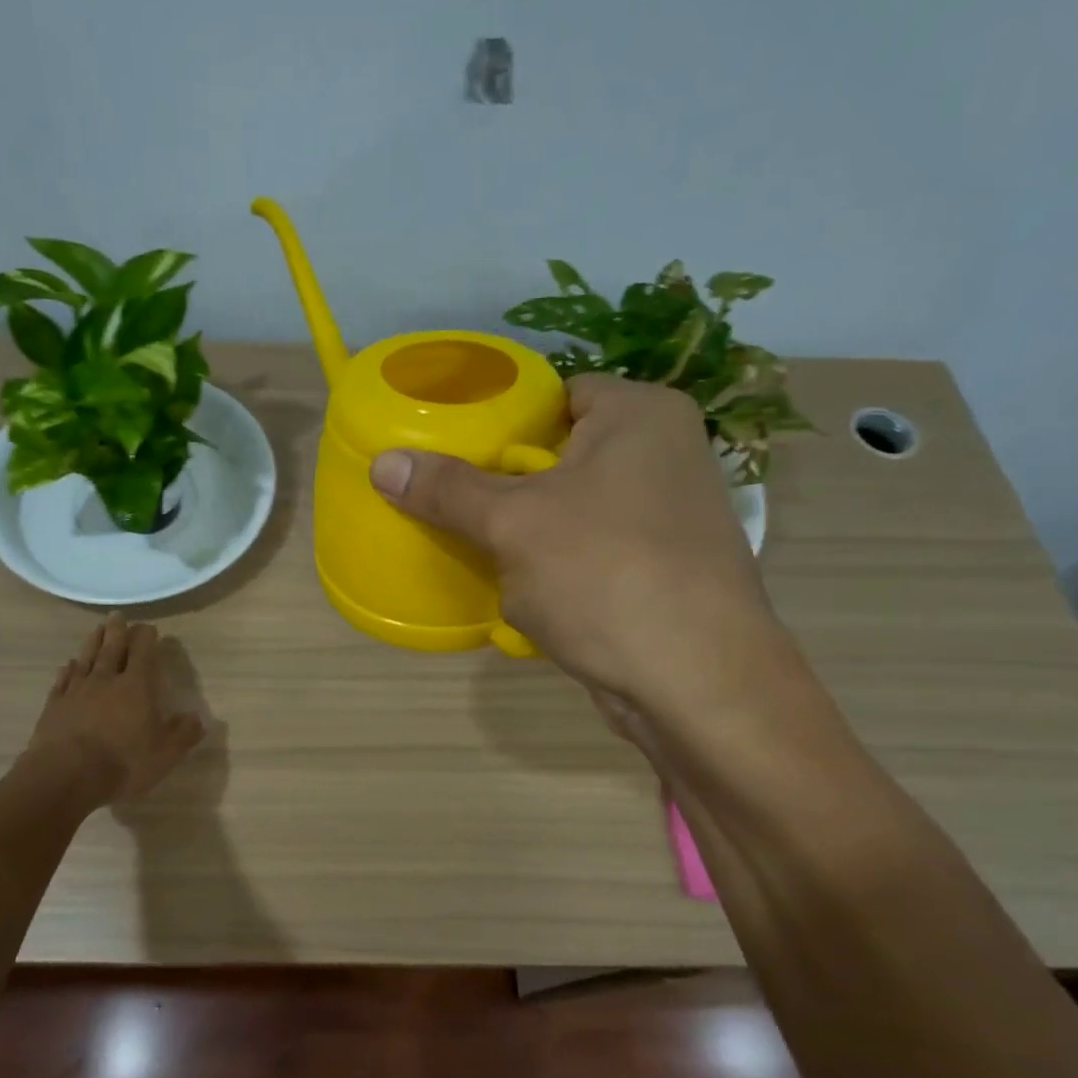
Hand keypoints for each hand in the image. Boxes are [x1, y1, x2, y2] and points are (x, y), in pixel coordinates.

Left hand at [27, 615, 204, 806]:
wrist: (65, 776)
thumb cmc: (122, 763)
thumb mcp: (165, 754)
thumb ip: (184, 734)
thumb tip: (199, 718)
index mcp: (136, 687)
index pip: (143, 653)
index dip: (146, 638)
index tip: (149, 628)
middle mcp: (106, 681)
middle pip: (112, 648)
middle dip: (118, 631)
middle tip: (118, 615)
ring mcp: (76, 692)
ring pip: (86, 659)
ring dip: (93, 642)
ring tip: (97, 629)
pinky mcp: (54, 706)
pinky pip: (63, 681)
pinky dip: (67, 670)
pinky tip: (68, 664)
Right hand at [369, 375, 779, 714]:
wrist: (694, 682)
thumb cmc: (605, 574)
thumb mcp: (513, 525)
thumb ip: (448, 490)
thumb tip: (383, 463)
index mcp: (641, 416)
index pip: (556, 395)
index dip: (501, 420)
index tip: (453, 451)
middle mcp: (664, 457)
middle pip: (559, 458)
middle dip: (506, 490)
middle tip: (453, 506)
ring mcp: (666, 520)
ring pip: (570, 515)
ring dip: (526, 539)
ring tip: (478, 553)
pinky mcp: (658, 574)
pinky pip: (588, 558)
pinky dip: (555, 574)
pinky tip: (522, 598)